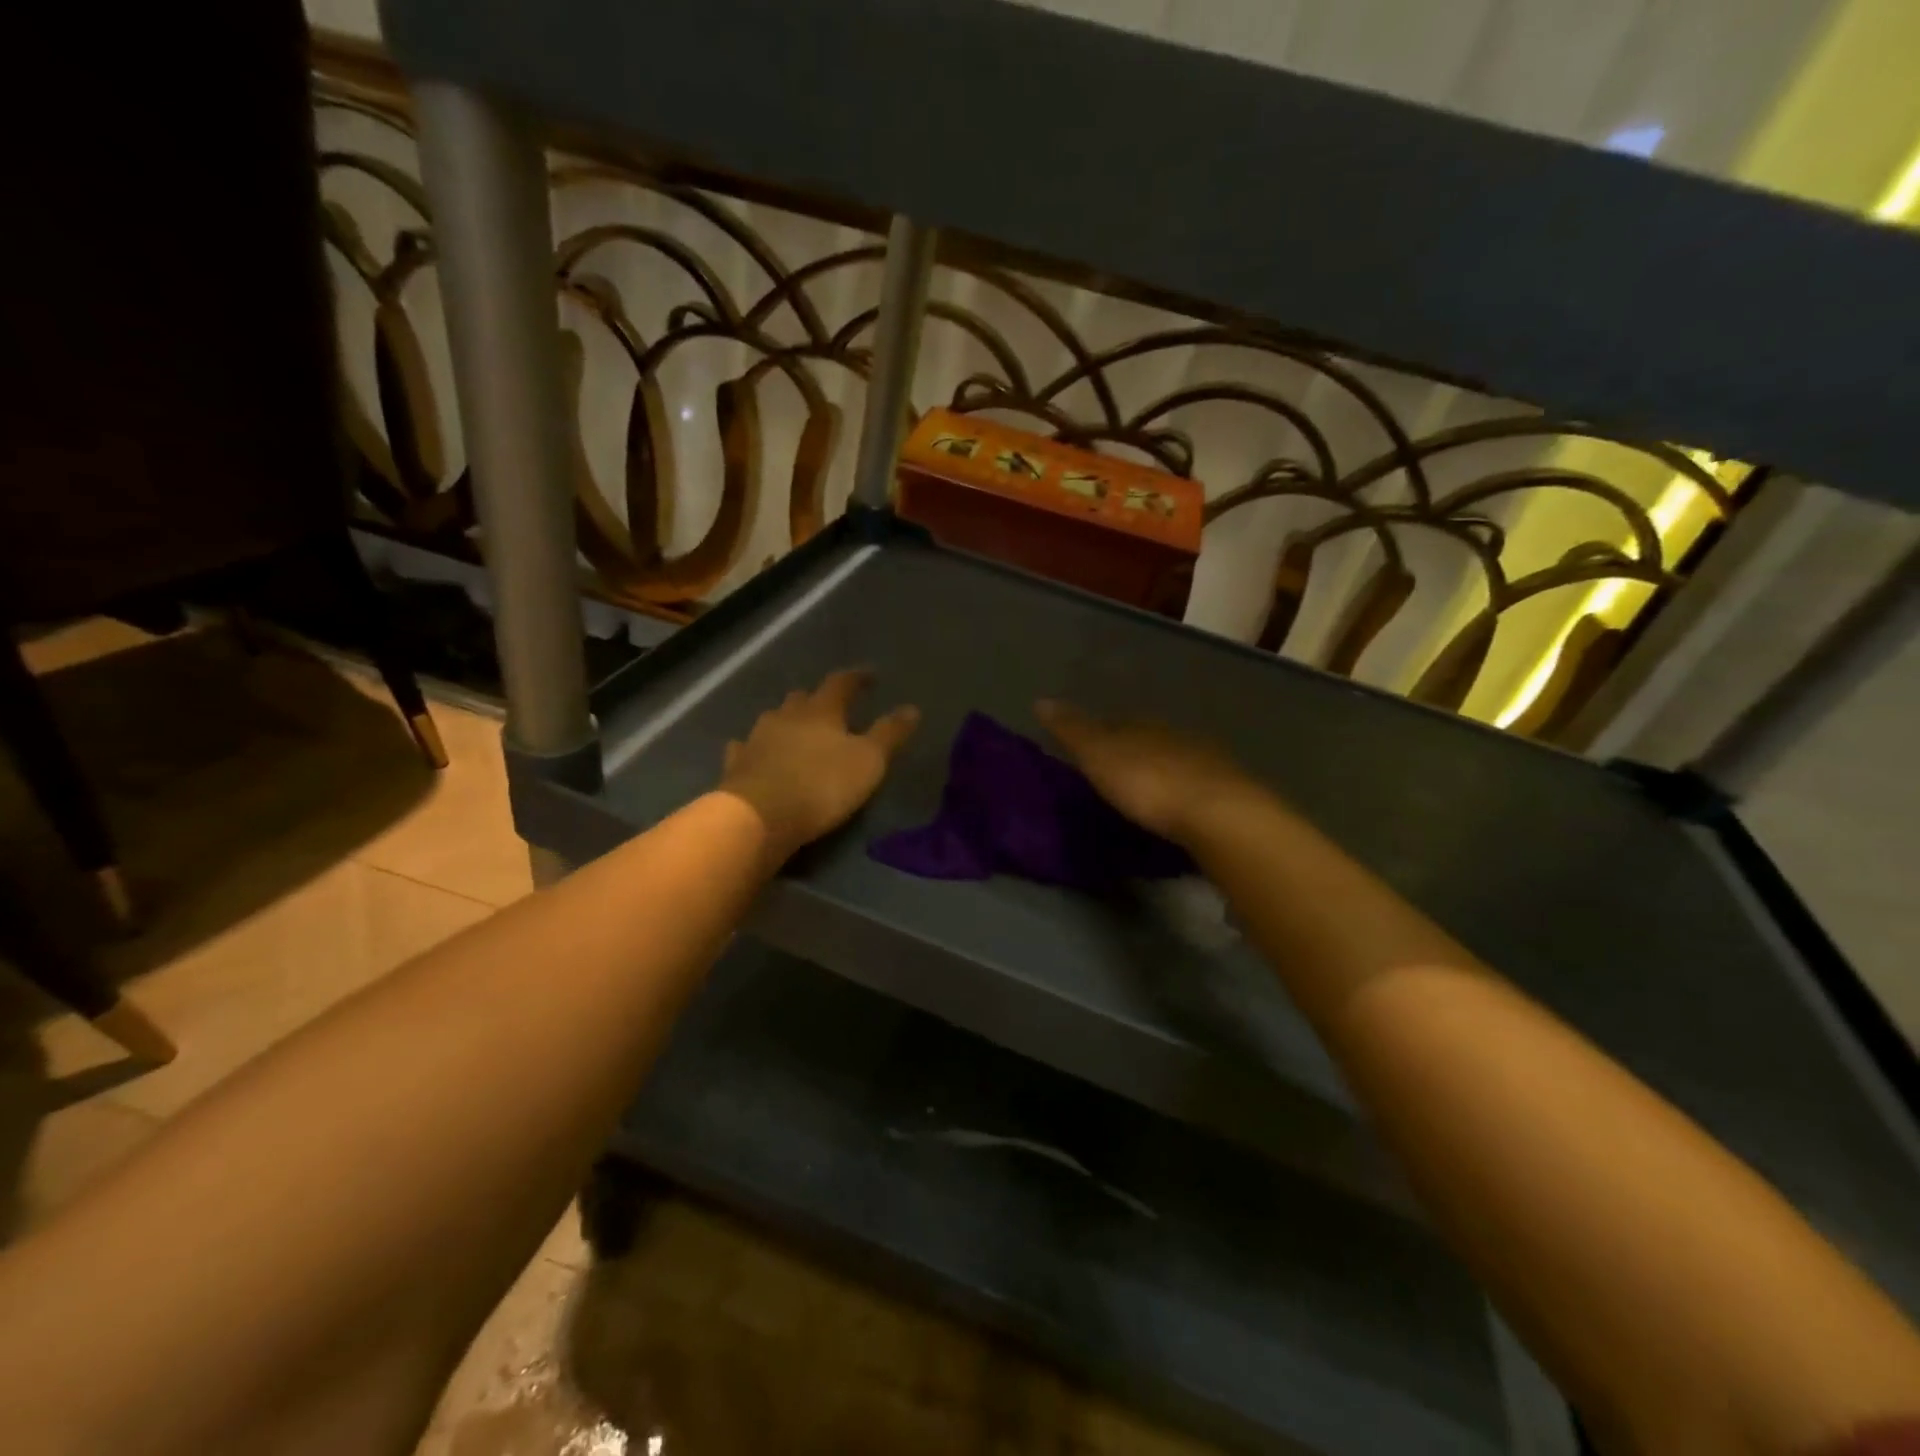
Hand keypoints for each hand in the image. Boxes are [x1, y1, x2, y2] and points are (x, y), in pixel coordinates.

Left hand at [720, 670, 920, 860]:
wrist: (758, 816)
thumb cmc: (822, 785)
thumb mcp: (869, 761)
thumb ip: (890, 734)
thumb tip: (912, 708)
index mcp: (822, 711)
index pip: (841, 683)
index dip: (857, 678)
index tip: (870, 676)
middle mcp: (787, 716)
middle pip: (803, 698)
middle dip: (819, 699)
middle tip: (832, 706)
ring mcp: (757, 738)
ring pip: (774, 719)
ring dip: (787, 720)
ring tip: (798, 729)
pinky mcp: (737, 764)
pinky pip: (747, 747)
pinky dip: (756, 747)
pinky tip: (756, 752)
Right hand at [1036, 699, 1253, 844]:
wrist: (1219, 815)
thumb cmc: (1148, 783)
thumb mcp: (1098, 755)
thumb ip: (1072, 730)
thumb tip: (1041, 699)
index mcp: (1144, 725)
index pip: (1116, 723)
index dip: (1099, 734)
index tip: (1085, 751)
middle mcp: (1176, 736)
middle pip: (1148, 740)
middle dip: (1133, 753)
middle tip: (1113, 775)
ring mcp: (1207, 763)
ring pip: (1175, 762)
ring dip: (1160, 774)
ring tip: (1142, 797)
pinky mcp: (1228, 794)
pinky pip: (1196, 788)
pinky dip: (1182, 796)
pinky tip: (1176, 811)